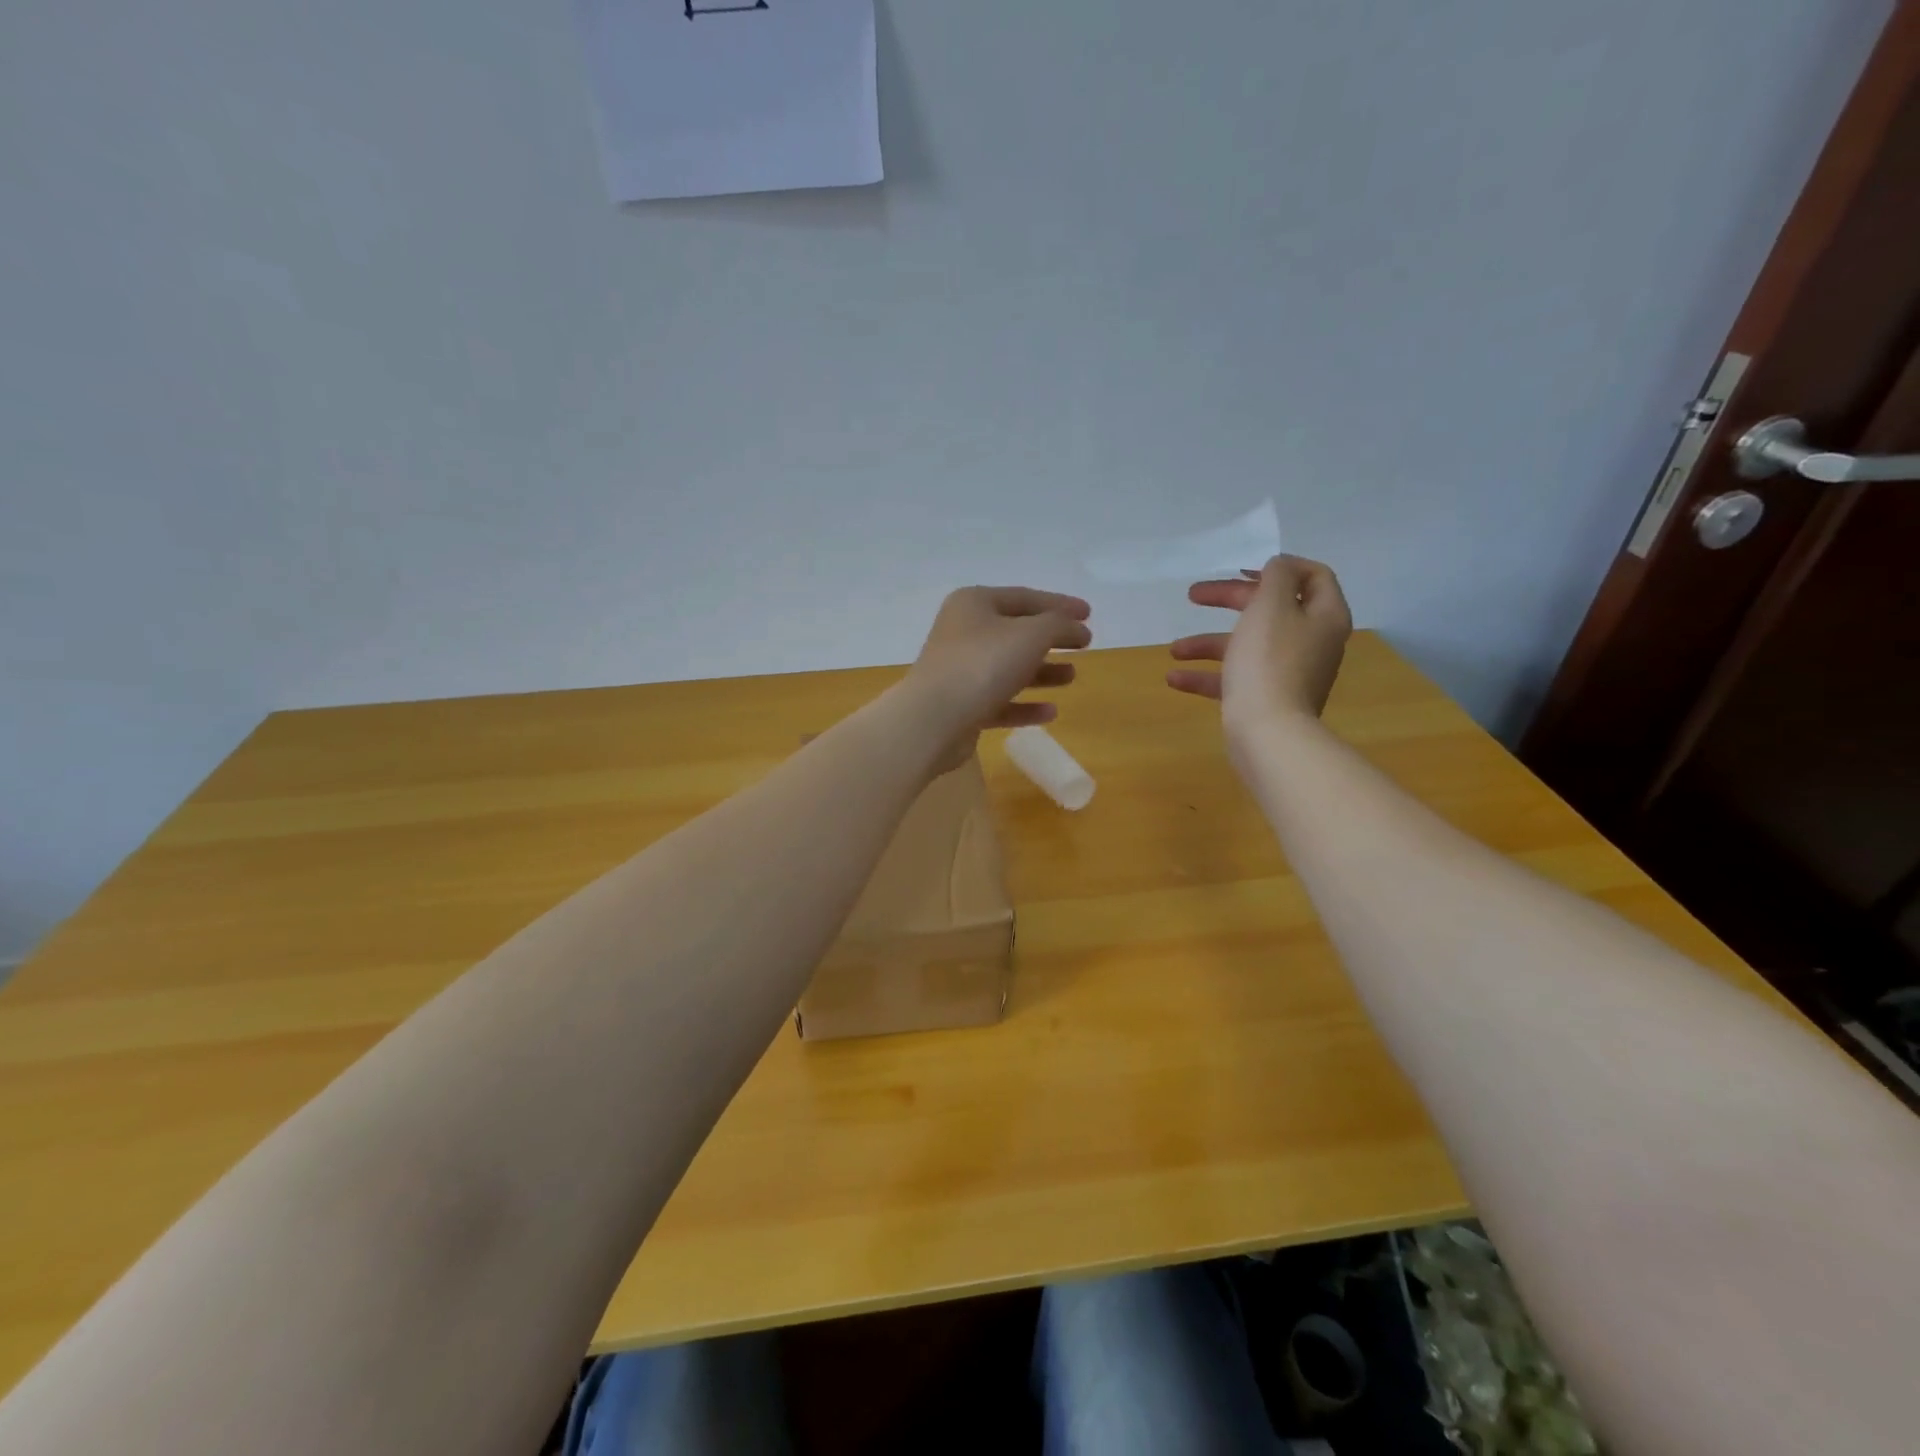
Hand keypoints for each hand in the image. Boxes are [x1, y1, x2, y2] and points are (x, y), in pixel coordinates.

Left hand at [903, 587, 1091, 767]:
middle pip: (1016, 632)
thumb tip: (1077, 627)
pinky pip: (999, 701)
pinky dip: (1024, 705)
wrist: (933, 720)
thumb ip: (1060, 625)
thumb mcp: (1032, 635)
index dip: (1059, 604)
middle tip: (1084, 645)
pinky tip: (1050, 712)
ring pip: (1008, 668)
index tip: (1089, 614)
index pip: (1024, 597)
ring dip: (1042, 672)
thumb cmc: (983, 665)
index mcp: (974, 604)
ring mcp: (959, 671)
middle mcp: (963, 632)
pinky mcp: (960, 707)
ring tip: (1072, 677)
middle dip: (1051, 639)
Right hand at [1166, 555, 1351, 729]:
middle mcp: (1311, 642)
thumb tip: (1278, 567)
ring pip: (1247, 645)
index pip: (1313, 576)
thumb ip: (1276, 577)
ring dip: (1208, 643)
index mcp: (1323, 616)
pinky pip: (1236, 679)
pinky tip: (1174, 680)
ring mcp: (1289, 673)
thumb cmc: (1269, 662)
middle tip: (1194, 595)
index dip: (1278, 566)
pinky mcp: (1266, 699)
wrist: (1268, 734)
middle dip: (1229, 600)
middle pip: (1271, 608)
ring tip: (1174, 650)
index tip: (1241, 570)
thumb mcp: (1271, 605)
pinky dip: (1207, 676)